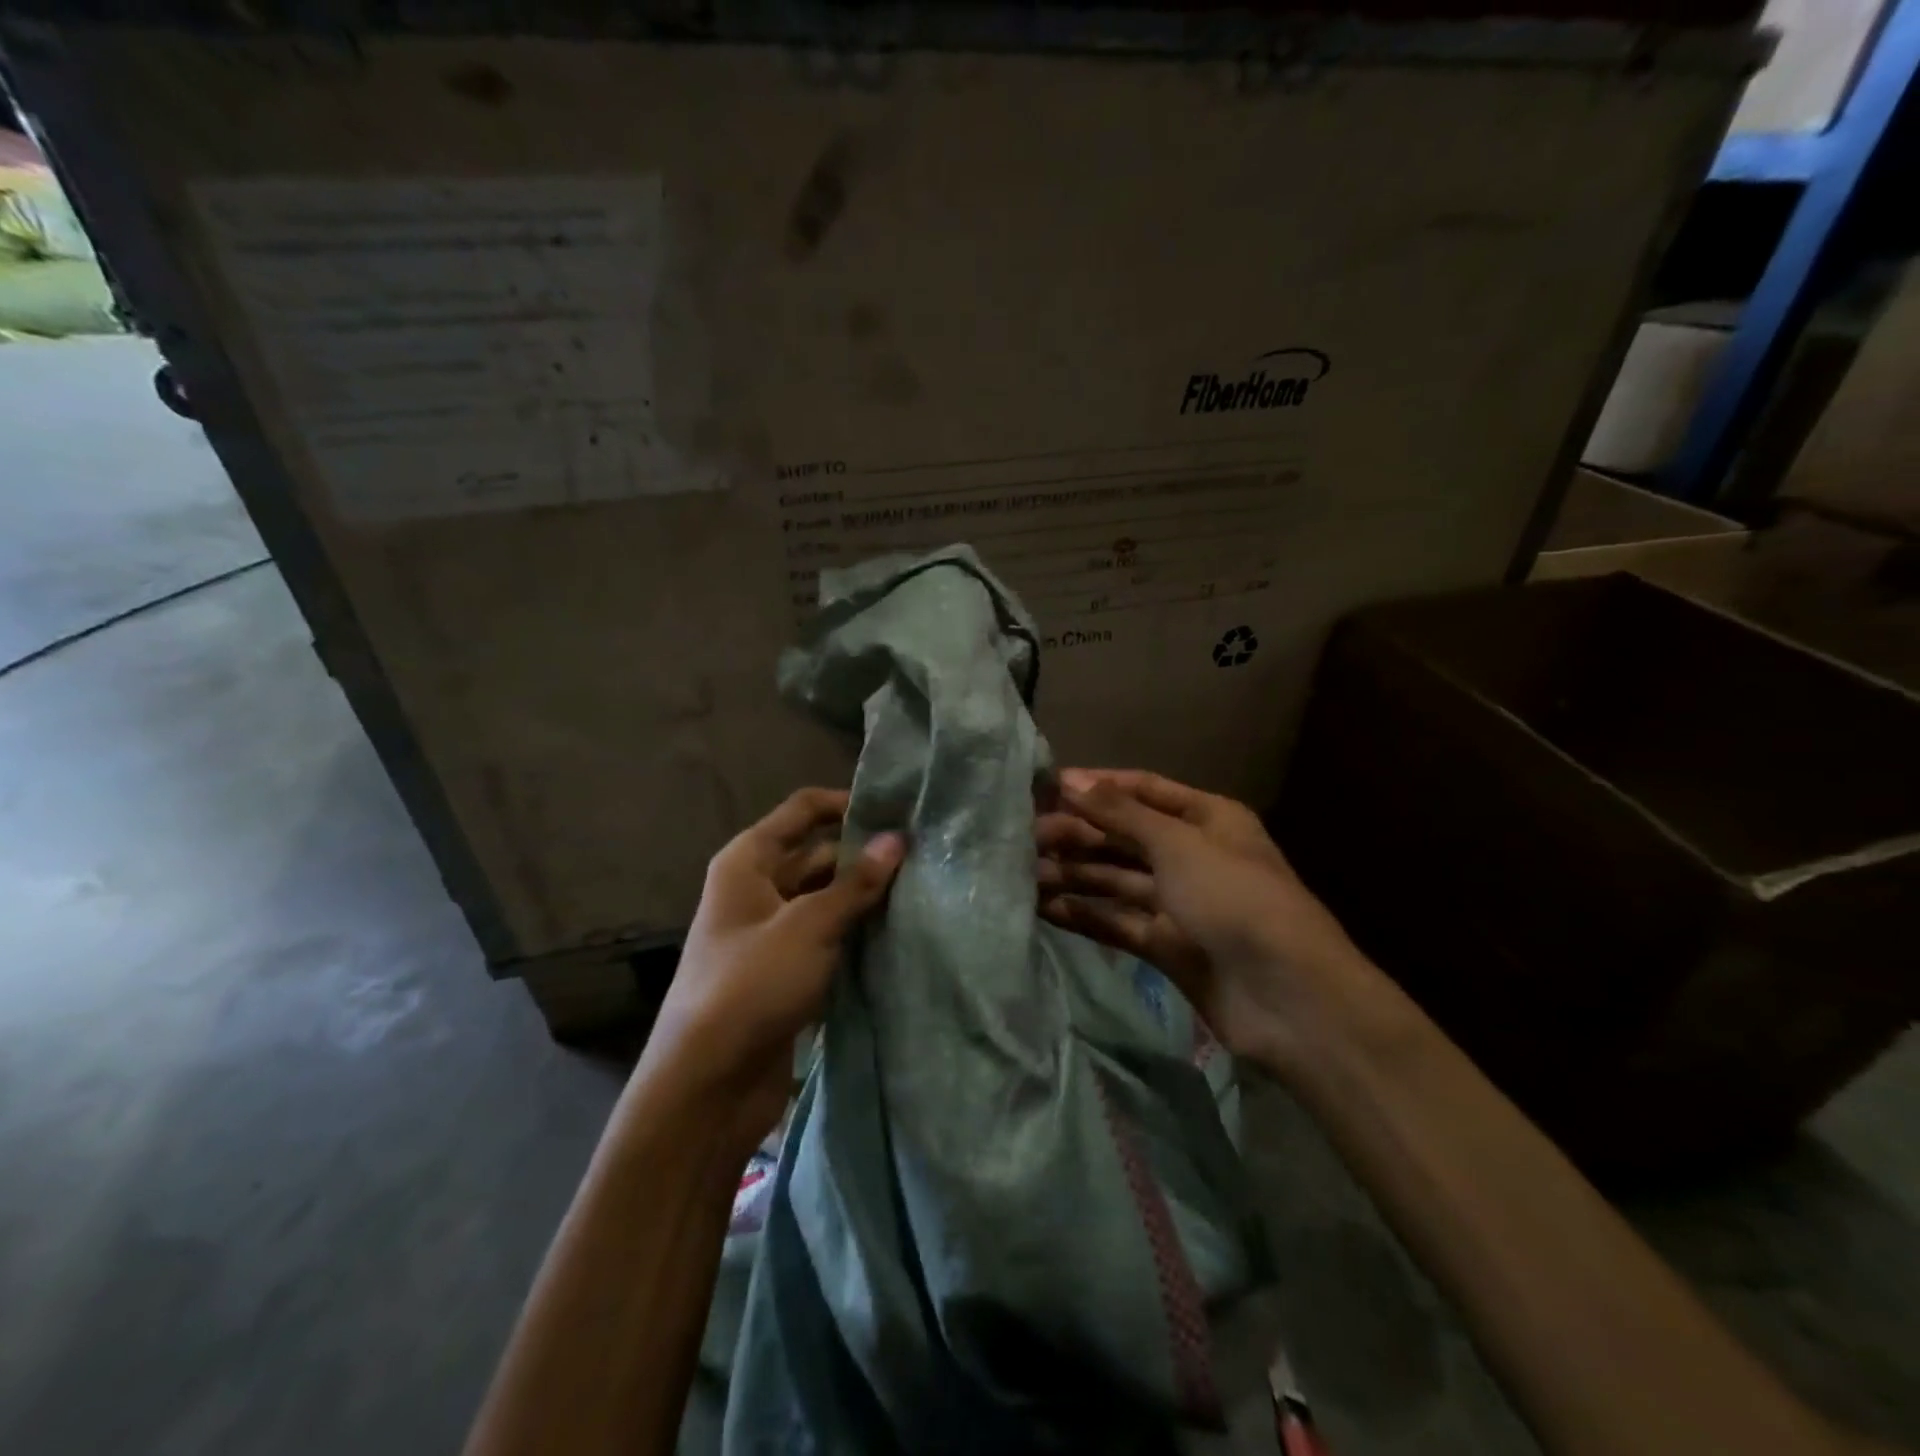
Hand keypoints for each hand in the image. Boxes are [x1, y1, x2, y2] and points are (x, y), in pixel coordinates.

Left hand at [646, 788, 904, 1153]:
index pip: (803, 811)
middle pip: (817, 855)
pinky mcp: (784, 971)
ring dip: (863, 897)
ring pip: (825, 899)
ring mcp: (770, 932)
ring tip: (921, 890)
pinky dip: (854, 933)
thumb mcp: (809, 926)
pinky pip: (825, 937)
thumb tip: (897, 839)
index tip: (897, 811)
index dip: (846, 804)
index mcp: (748, 862)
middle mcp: (756, 889)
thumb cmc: (751, 985)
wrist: (707, 1085)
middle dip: (864, 855)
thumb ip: (856, 883)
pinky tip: (897, 933)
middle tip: (922, 856)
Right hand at [1036, 768, 1365, 1063]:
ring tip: (1023, 871)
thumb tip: (1069, 779)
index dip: (1096, 786)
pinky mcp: (1166, 946)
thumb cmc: (1234, 898)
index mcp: (1206, 818)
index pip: (1142, 790)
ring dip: (1074, 874)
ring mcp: (1178, 903)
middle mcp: (1191, 855)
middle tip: (1025, 835)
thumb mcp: (1177, 843)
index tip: (1046, 787)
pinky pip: (1117, 921)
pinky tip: (1044, 907)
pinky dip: (1084, 913)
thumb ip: (1120, 813)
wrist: (1288, 997)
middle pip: (1124, 836)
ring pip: (1116, 880)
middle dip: (1077, 833)